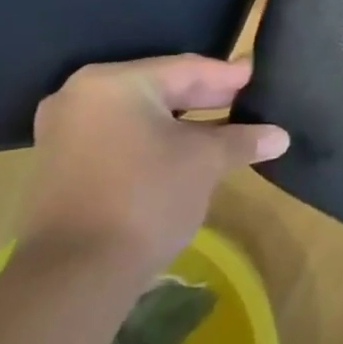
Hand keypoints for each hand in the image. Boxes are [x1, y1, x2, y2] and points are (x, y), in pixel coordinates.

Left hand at [21, 55, 288, 281]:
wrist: (75, 275)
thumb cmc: (147, 197)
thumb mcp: (206, 162)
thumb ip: (242, 140)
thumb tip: (280, 136)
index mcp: (114, 83)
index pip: (185, 68)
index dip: (226, 76)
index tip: (256, 76)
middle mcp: (81, 97)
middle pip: (160, 89)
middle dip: (205, 98)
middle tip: (244, 101)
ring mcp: (64, 133)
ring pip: (140, 116)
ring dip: (182, 123)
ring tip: (224, 129)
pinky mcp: (61, 166)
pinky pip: (120, 138)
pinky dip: (155, 141)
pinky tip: (186, 153)